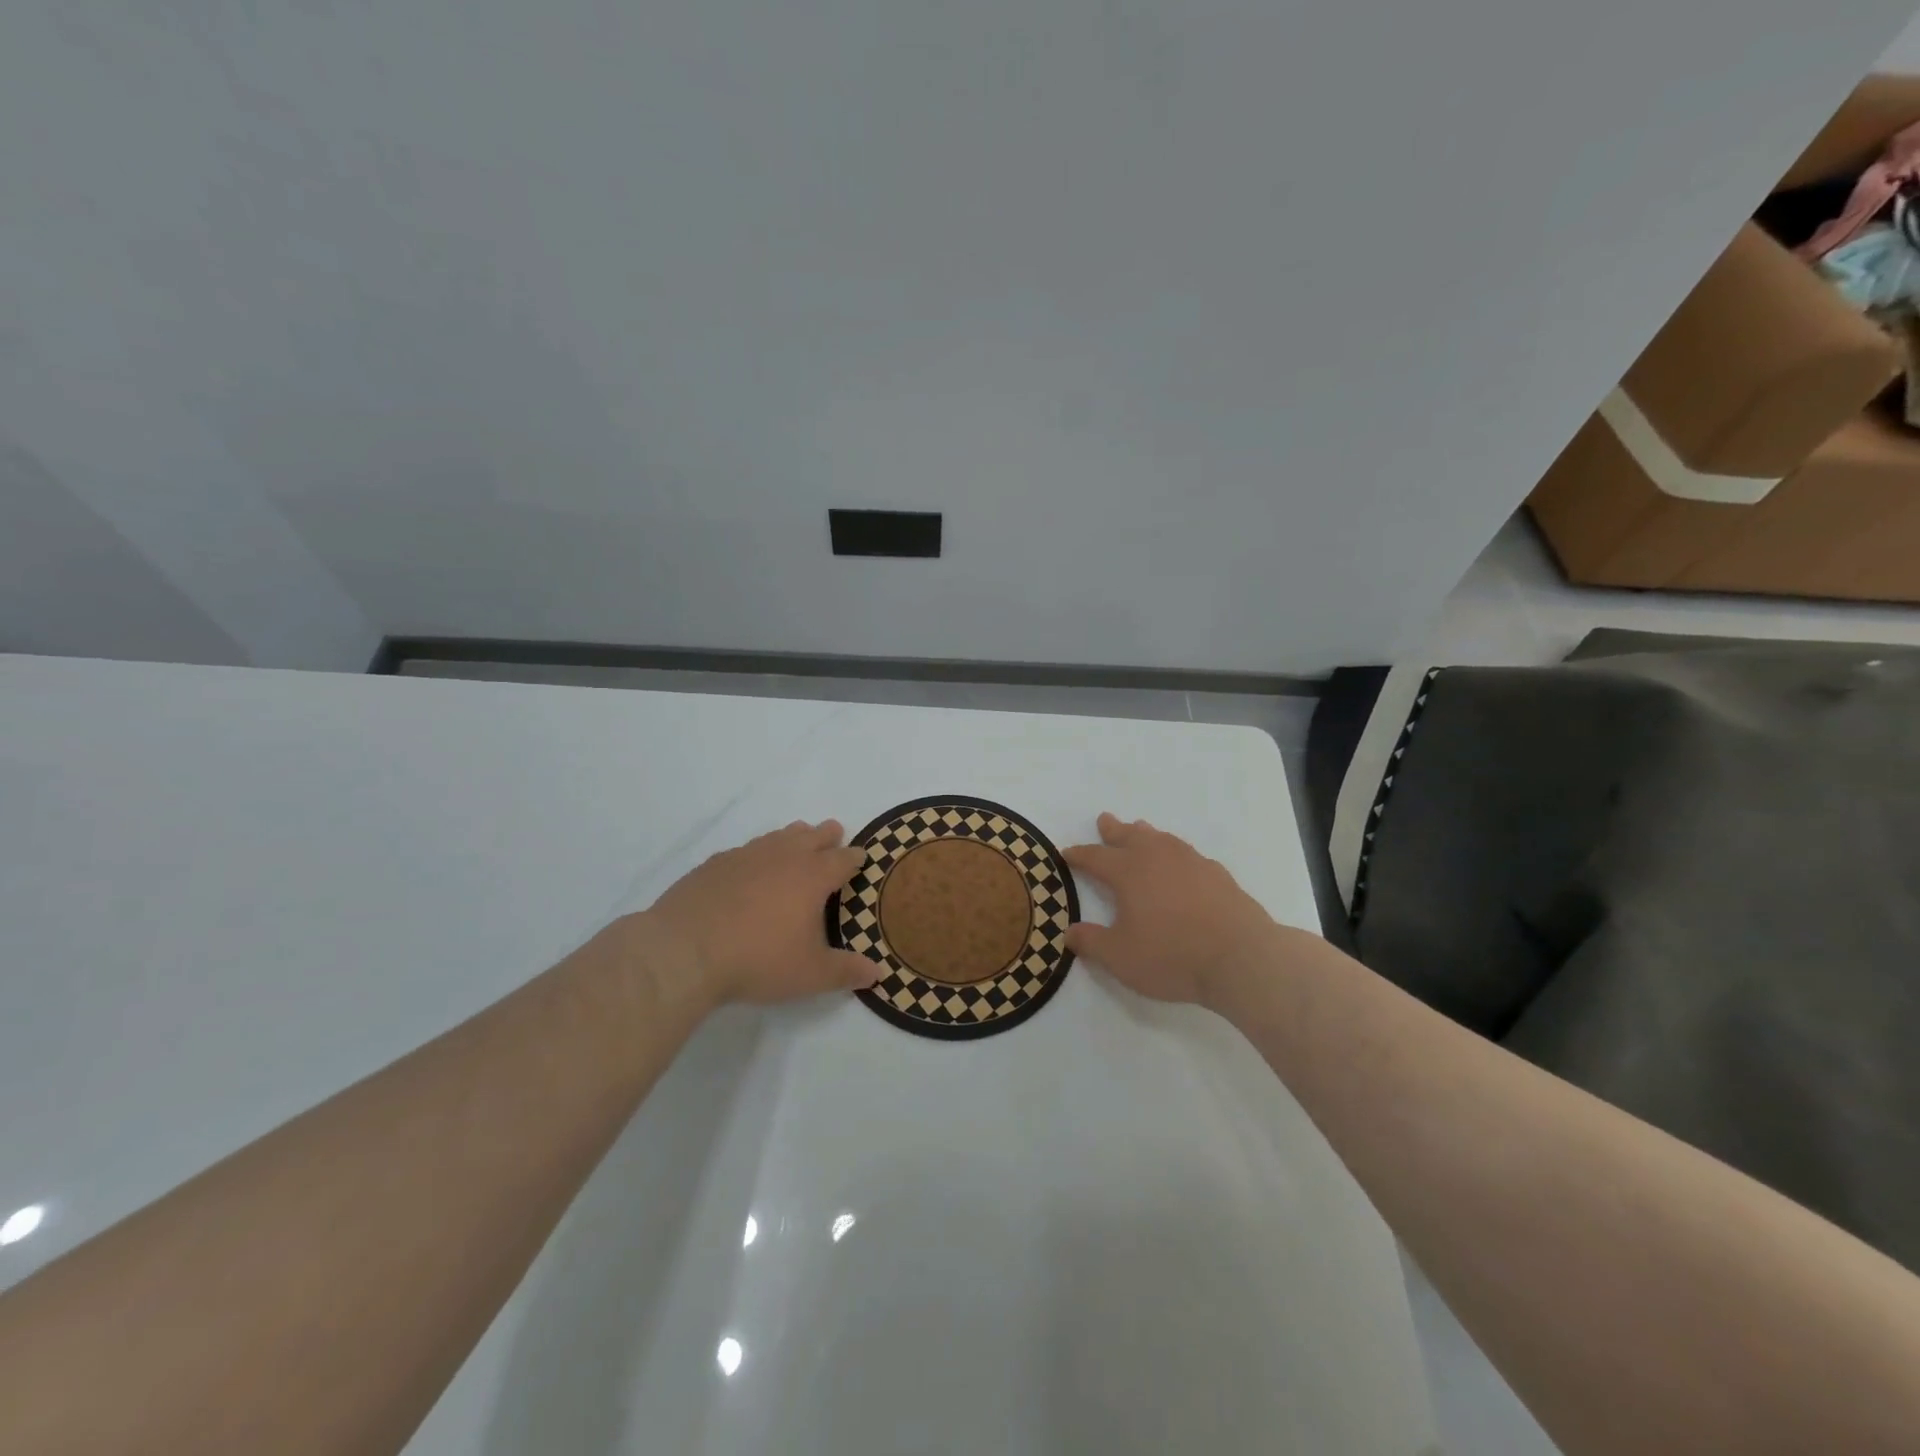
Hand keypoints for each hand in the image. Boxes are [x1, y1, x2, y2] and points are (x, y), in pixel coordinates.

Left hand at [636, 820, 883, 1008]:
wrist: (684, 951)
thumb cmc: (758, 959)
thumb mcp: (810, 975)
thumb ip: (845, 972)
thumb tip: (877, 973)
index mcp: (813, 876)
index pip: (843, 858)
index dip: (855, 857)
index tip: (861, 857)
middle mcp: (783, 856)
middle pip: (812, 835)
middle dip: (827, 835)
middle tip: (834, 833)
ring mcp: (746, 856)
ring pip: (778, 837)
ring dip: (793, 837)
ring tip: (798, 838)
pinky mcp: (715, 864)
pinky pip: (745, 850)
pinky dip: (757, 854)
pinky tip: (750, 866)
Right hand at [1063, 813, 1281, 1008]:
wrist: (1241, 956)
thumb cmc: (1172, 955)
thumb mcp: (1120, 958)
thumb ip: (1092, 943)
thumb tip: (1070, 932)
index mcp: (1128, 872)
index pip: (1096, 857)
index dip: (1079, 855)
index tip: (1066, 853)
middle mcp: (1157, 858)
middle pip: (1129, 836)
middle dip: (1113, 830)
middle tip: (1105, 819)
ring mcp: (1191, 862)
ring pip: (1161, 839)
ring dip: (1146, 834)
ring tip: (1140, 829)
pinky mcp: (1217, 875)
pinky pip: (1188, 854)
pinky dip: (1175, 852)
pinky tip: (1181, 862)